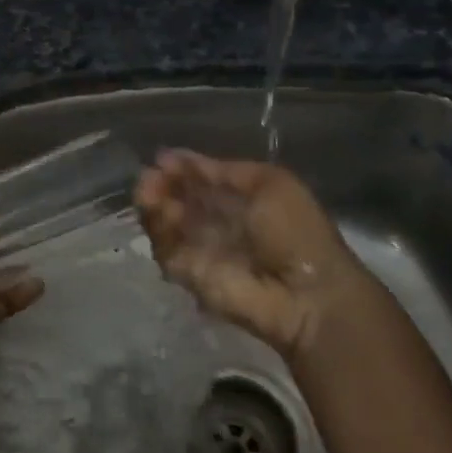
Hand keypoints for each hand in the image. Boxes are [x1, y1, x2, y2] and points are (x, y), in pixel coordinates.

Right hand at [135, 150, 368, 358]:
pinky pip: (164, 247)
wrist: (303, 295)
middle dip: (161, 183)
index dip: (182, 167)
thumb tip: (177, 158)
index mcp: (240, 199)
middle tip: (148, 176)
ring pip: (164, 220)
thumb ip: (223, 171)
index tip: (161, 157)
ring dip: (154, 202)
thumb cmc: (295, 233)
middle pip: (178, 198)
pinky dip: (157, 228)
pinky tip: (158, 211)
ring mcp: (200, 248)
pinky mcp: (187, 273)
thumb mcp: (269, 183)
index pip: (201, 179)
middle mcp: (217, 222)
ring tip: (148, 191)